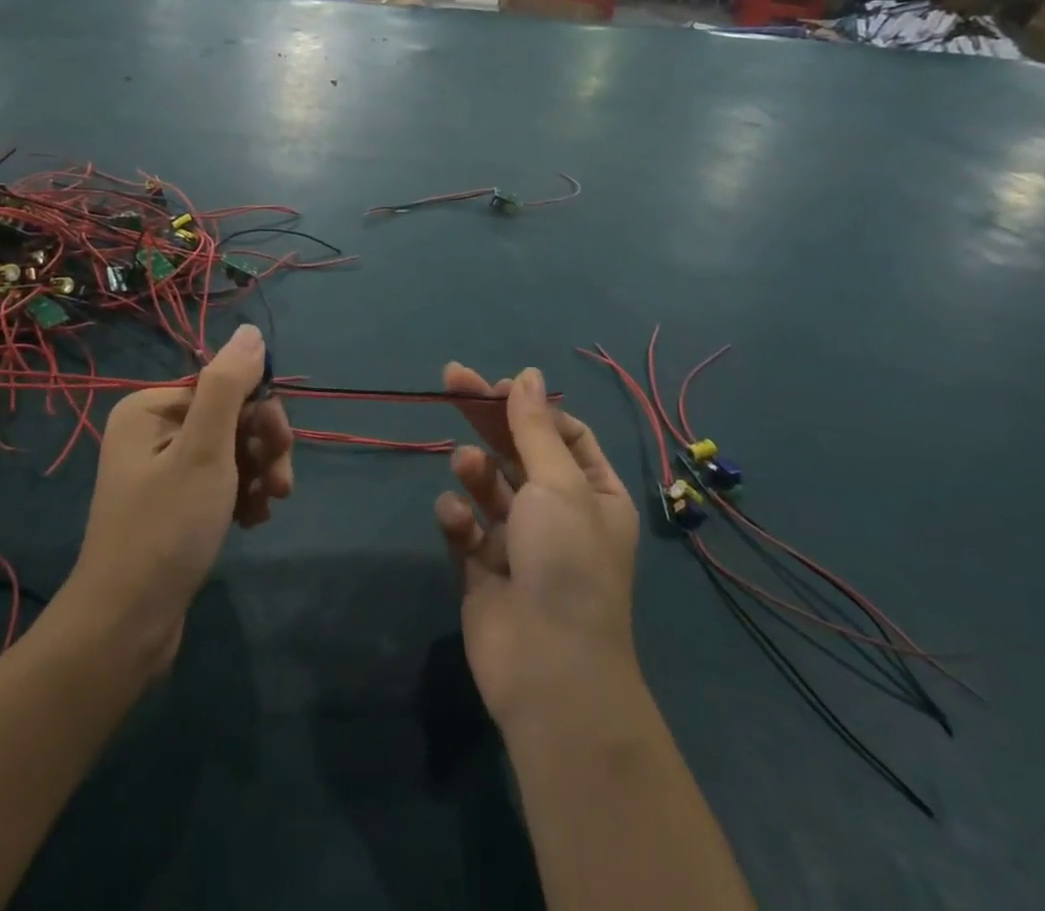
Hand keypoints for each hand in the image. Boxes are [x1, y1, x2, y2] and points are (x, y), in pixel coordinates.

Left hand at [66, 324, 292, 668]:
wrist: (126, 627)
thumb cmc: (166, 530)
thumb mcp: (204, 451)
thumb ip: (229, 386)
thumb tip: (251, 331)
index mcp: (150, 407)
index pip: (224, 386)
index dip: (260, 412)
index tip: (282, 447)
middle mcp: (152, 430)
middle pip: (230, 418)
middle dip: (263, 448)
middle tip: (281, 486)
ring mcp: (161, 468)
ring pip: (232, 451)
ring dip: (258, 474)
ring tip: (266, 508)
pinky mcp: (173, 504)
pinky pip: (220, 482)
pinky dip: (242, 496)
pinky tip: (251, 522)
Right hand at [434, 364, 642, 728]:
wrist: (548, 669)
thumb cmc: (566, 562)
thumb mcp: (557, 483)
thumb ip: (533, 428)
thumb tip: (527, 375)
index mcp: (593, 492)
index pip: (562, 433)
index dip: (529, 407)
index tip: (497, 387)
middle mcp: (557, 512)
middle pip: (516, 449)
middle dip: (486, 417)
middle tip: (451, 379)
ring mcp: (518, 540)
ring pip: (488, 484)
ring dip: (474, 468)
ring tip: (466, 467)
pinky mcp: (482, 566)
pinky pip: (466, 525)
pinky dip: (458, 516)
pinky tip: (457, 520)